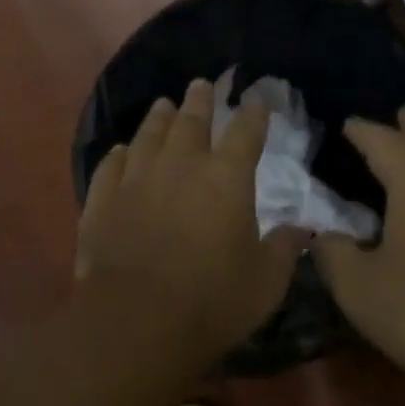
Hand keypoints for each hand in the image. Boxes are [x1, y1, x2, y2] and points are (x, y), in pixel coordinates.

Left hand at [76, 78, 304, 357]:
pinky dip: (118, 154)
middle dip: (200, 101)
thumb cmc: (212, 300)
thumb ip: (283, 249)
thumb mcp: (265, 282)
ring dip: (159, 117)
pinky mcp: (103, 200)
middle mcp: (180, 166)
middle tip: (202, 85)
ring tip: (164, 104)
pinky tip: (120, 150)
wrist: (137, 320)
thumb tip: (301, 229)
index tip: (256, 100)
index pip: (245, 134)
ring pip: (149, 135)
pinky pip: (111, 165)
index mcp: (226, 179)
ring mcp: (136, 179)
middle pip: (191, 122)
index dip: (253, 114)